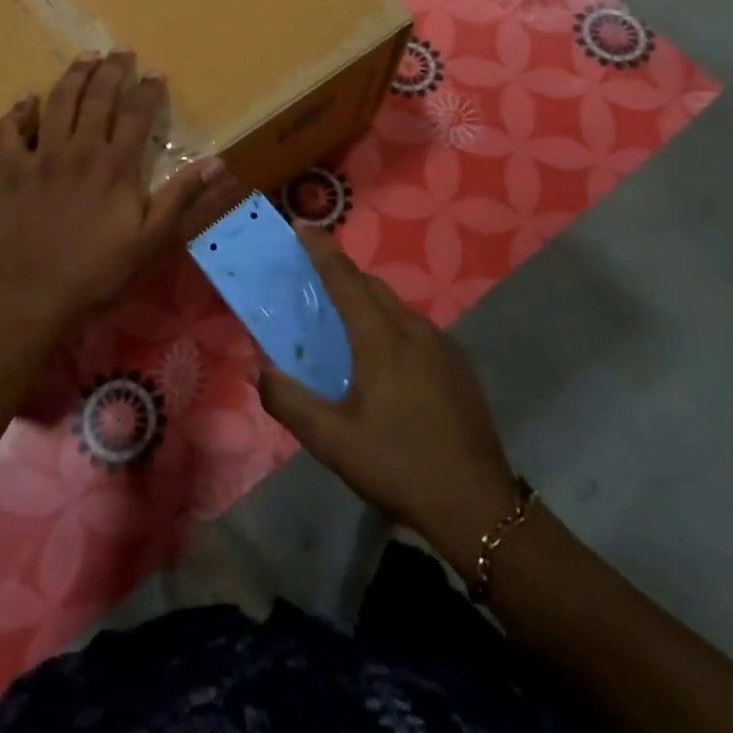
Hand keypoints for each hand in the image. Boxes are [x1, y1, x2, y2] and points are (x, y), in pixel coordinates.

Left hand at [0, 51, 225, 341]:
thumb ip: (180, 198)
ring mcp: (41, 158)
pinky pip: (8, 132)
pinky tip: (24, 101)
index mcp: (115, 166)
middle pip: (97, 98)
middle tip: (120, 50)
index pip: (135, 114)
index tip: (155, 72)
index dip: (147, 90)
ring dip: (72, 76)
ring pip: (57, 103)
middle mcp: (79, 151)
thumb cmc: (96, 273)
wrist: (30, 296)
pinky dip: (16, 113)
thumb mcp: (150, 241)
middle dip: (111, 70)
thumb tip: (217, 162)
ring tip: (84, 57)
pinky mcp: (10, 172)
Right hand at [254, 225, 516, 572]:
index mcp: (382, 340)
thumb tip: (254, 369)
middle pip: (372, 287)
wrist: (478, 506)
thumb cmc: (398, 466)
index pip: (345, 279)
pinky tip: (382, 359)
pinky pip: (414, 327)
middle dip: (341, 274)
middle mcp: (414, 330)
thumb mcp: (332, 441)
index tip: (302, 226)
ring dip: (366, 301)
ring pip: (396, 306)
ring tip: (342, 322)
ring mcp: (442, 347)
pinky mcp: (457, 366)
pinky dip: (388, 323)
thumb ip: (289, 401)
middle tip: (312, 280)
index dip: (321, 250)